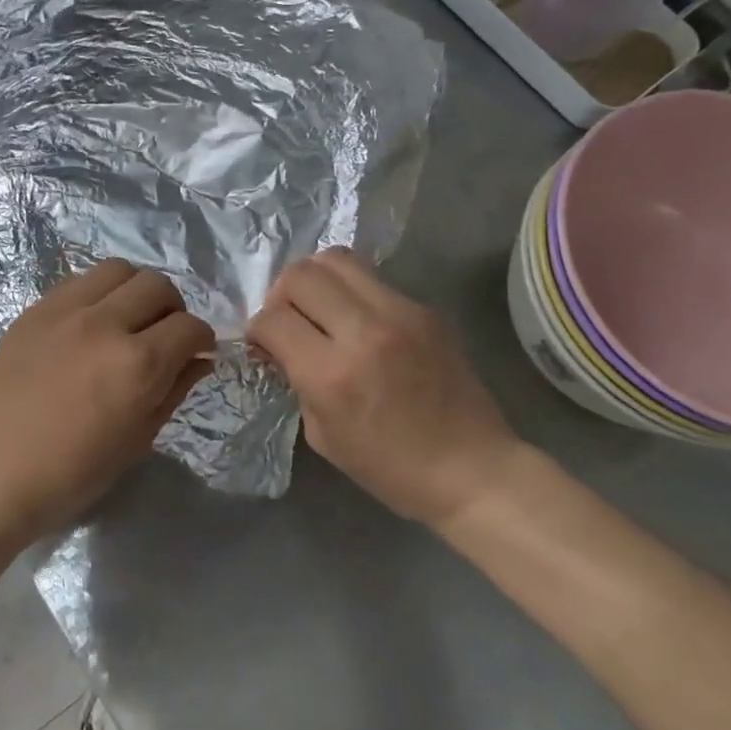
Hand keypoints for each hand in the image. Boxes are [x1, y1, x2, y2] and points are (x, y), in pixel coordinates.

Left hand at [0, 260, 214, 536]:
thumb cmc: (73, 473)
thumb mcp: (138, 439)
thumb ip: (175, 389)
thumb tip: (200, 359)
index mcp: (137, 364)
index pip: (189, 326)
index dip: (201, 339)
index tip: (196, 352)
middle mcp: (104, 324)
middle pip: (157, 284)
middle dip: (173, 308)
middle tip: (164, 335)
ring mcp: (64, 311)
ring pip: (117, 269)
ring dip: (134, 290)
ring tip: (127, 319)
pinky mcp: (34, 310)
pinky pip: (77, 281)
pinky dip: (96, 294)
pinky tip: (90, 323)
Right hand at [248, 249, 523, 525]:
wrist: (473, 469)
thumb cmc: (391, 468)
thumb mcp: (323, 434)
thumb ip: (297, 380)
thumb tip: (283, 345)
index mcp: (332, 374)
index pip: (273, 319)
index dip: (257, 329)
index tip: (264, 343)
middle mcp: (364, 331)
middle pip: (300, 274)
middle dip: (281, 294)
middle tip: (289, 319)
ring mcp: (400, 313)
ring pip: (336, 259)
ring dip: (315, 281)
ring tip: (320, 308)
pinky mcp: (425, 309)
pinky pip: (371, 279)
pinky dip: (351, 292)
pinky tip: (358, 322)